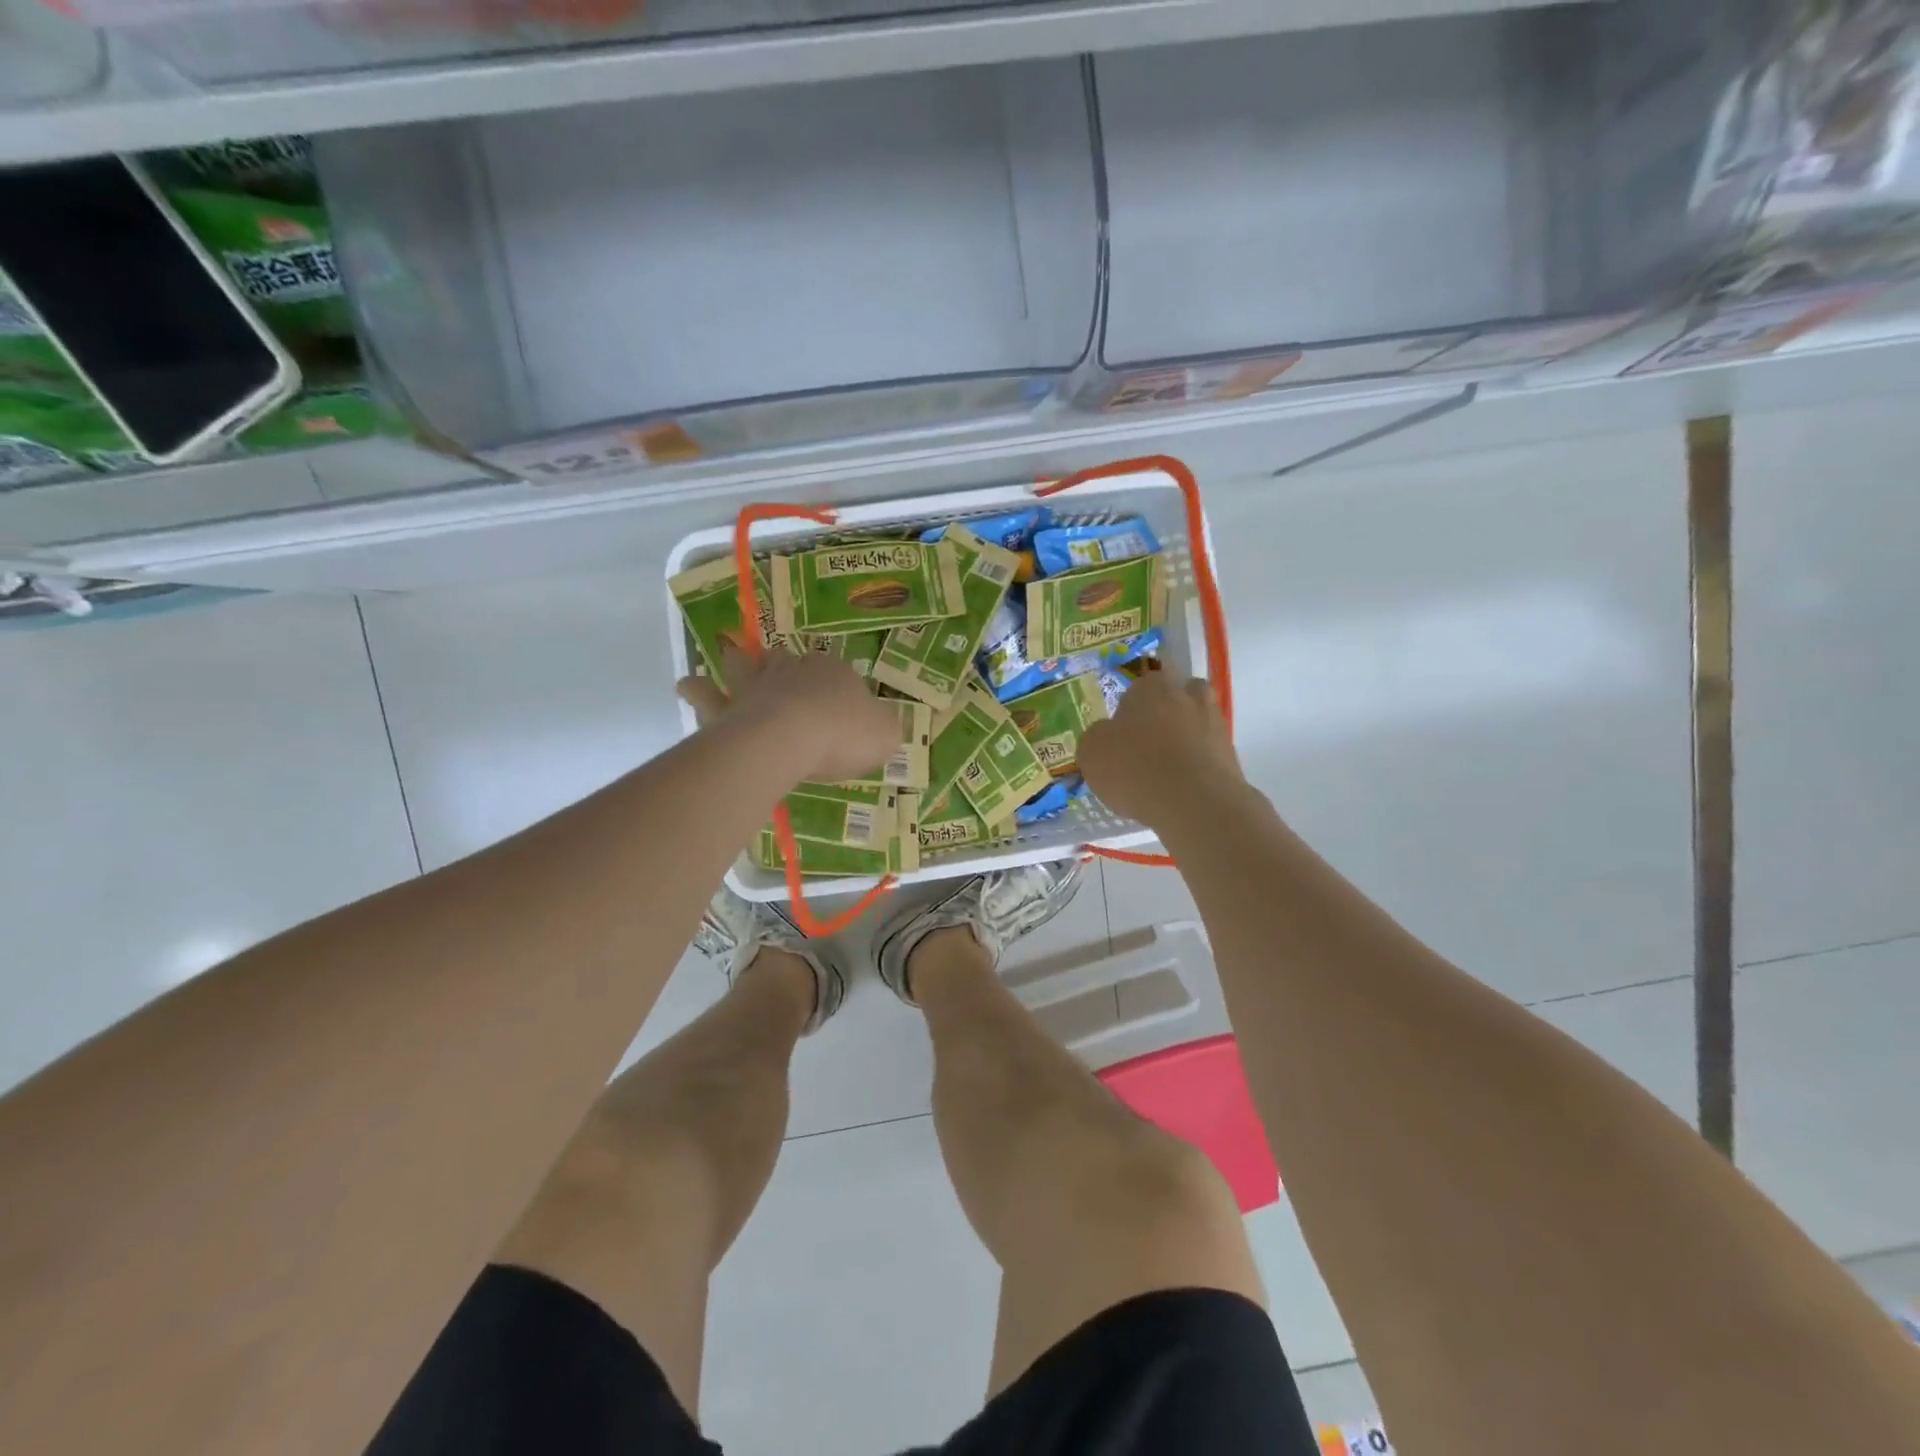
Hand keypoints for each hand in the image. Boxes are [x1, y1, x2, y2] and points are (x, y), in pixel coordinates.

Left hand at [677, 646, 898, 784]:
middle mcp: (792, 672)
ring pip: (741, 668)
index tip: (836, 700)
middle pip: (784, 660)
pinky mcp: (727, 710)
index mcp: (833, 672)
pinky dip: (699, 692)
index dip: (834, 680)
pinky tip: (688, 685)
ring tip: (723, 655)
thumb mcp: (884, 734)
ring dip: (732, 663)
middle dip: (778, 662)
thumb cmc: (844, 733)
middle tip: (772, 662)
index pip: (833, 669)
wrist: (792, 737)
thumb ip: (883, 728)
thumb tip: (882, 725)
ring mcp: (756, 688)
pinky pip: (709, 699)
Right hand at [1078, 673, 1244, 830]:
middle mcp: (1188, 695)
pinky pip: (1208, 753)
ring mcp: (1215, 723)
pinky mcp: (1232, 754)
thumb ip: (1097, 737)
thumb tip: (1106, 736)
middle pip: (1177, 696)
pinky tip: (1180, 788)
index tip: (1122, 732)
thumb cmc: (1135, 767)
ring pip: (1197, 723)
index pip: (1141, 685)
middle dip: (1166, 714)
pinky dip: (1196, 765)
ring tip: (1165, 770)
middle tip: (1147, 743)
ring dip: (1185, 738)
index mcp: (1152, 686)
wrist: (1194, 802)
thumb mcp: (1091, 752)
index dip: (1130, 708)